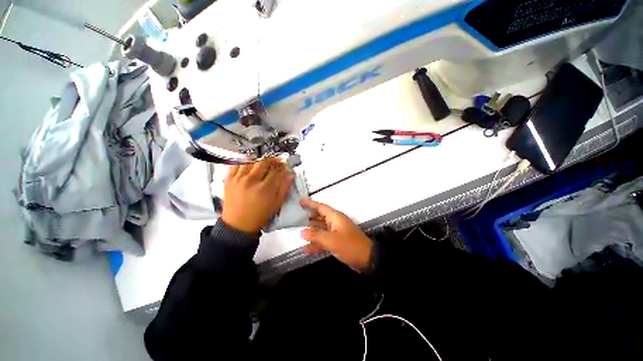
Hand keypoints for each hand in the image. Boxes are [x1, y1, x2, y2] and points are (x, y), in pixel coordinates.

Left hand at [222, 158, 293, 233]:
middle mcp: (252, 181)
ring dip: (258, 159)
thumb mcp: (276, 204)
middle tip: (275, 162)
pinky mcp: (229, 180)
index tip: (284, 166)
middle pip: (264, 162)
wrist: (238, 224)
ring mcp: (239, 179)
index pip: (276, 170)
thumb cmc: (260, 215)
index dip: (282, 166)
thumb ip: (284, 188)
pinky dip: (243, 161)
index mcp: (265, 188)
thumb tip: (291, 175)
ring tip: (262, 162)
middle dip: (272, 160)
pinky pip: (235, 165)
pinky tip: (248, 163)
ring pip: (250, 161)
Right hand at [300, 199, 372, 270]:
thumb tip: (302, 232)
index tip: (300, 201)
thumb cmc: (350, 246)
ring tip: (299, 233)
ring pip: (321, 229)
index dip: (310, 203)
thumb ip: (316, 236)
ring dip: (312, 232)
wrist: (367, 259)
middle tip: (297, 217)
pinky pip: (324, 240)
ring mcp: (336, 232)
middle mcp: (335, 222)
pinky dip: (317, 243)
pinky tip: (307, 250)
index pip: (320, 207)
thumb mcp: (332, 240)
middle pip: (320, 217)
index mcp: (335, 217)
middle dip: (309, 217)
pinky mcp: (337, 241)